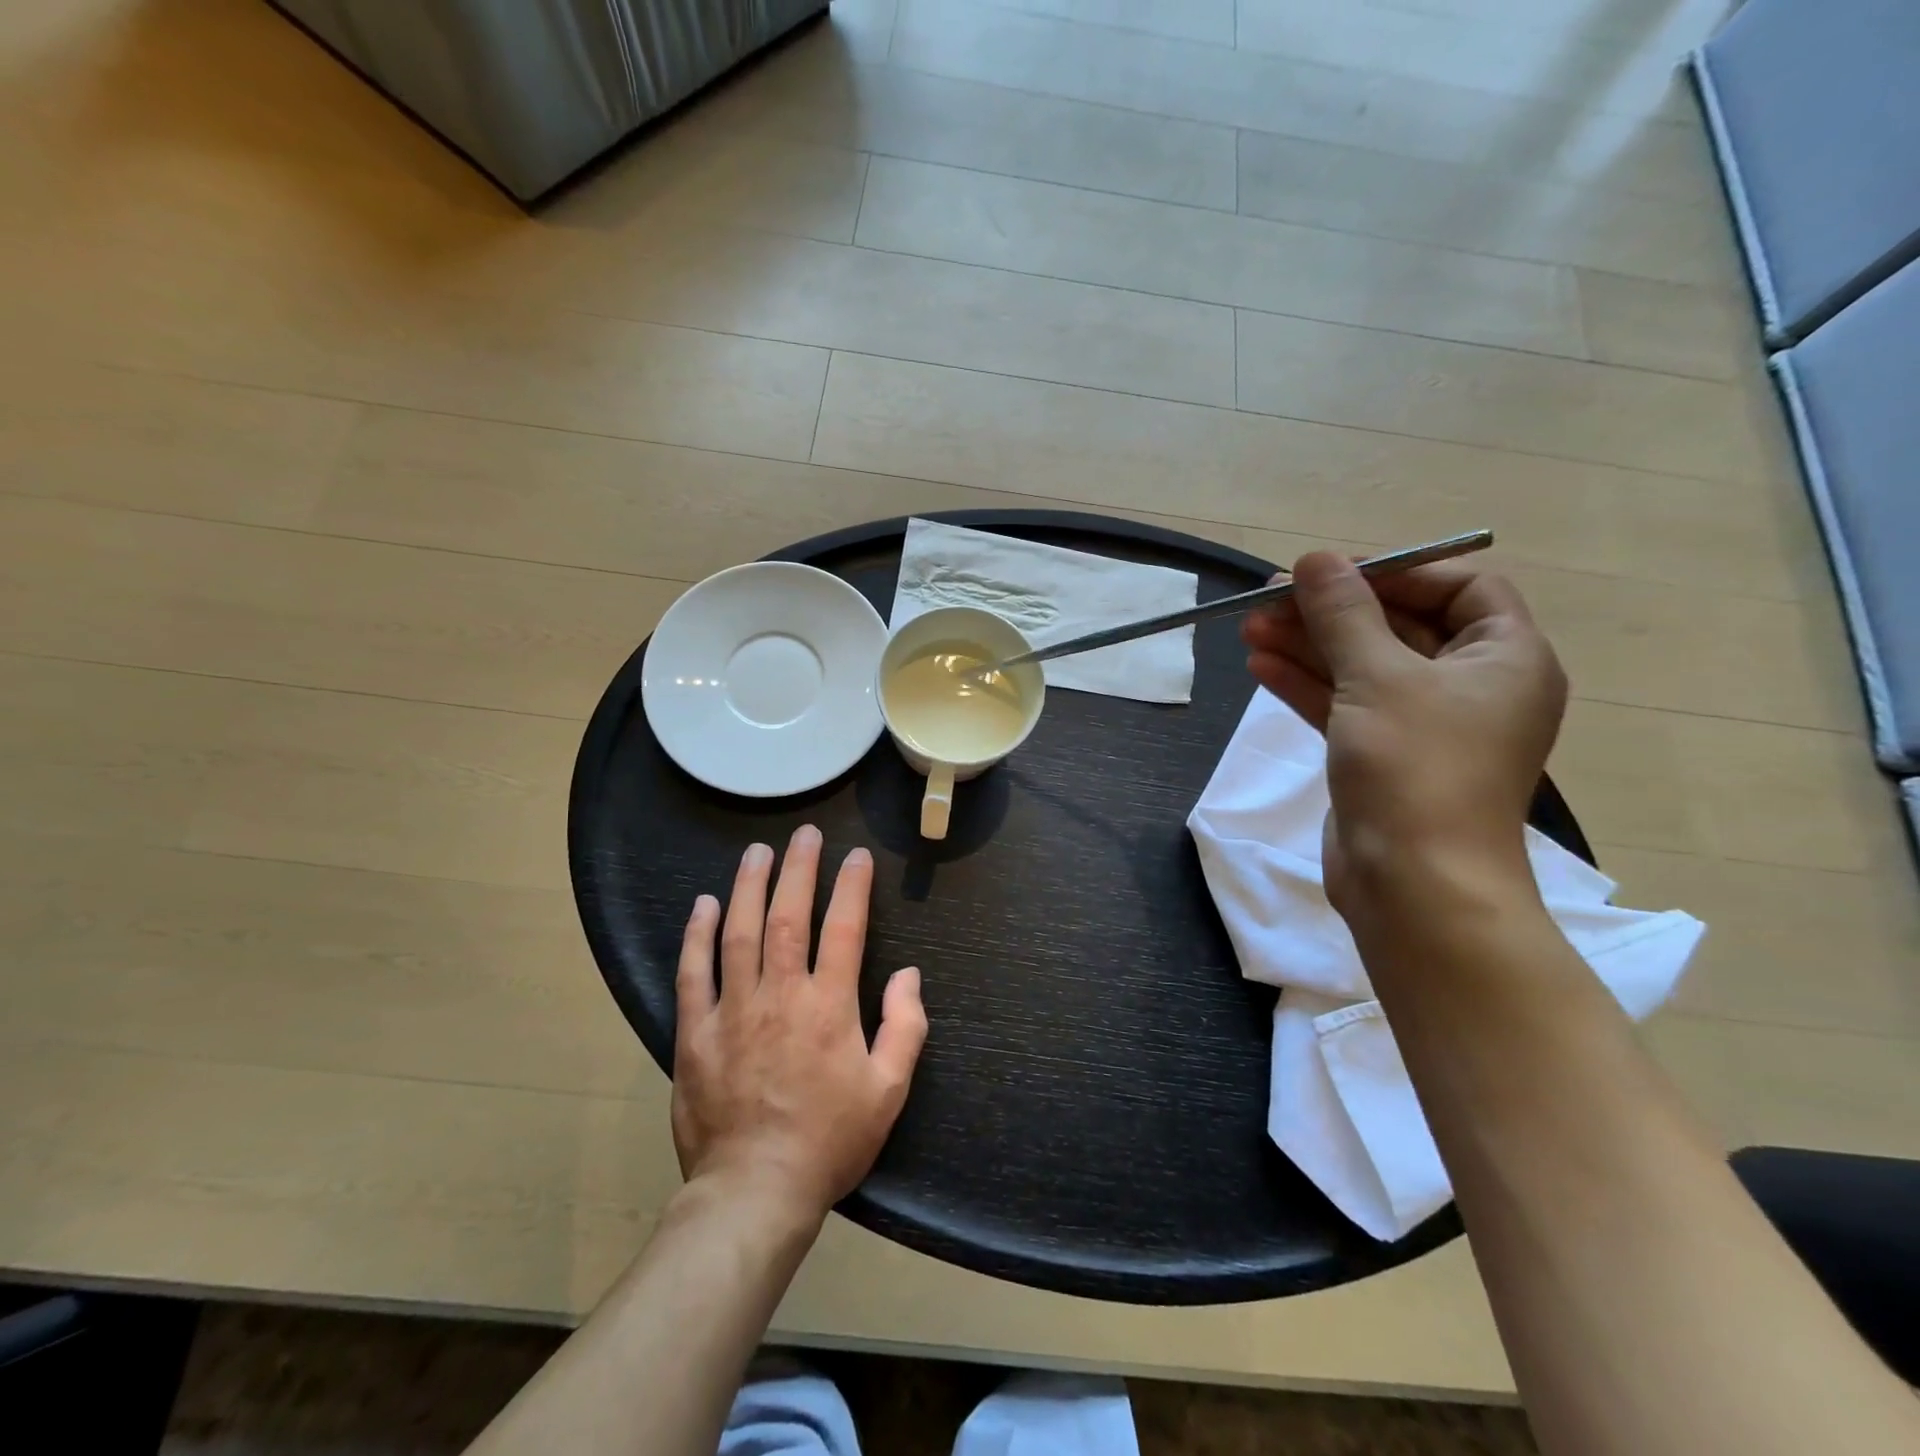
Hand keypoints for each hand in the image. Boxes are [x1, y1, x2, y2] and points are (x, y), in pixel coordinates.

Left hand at [673, 826, 927, 1219]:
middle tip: (804, 834)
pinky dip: (698, 935)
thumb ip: (905, 1027)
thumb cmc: (829, 1141)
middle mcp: (781, 994)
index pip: (845, 928)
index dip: (853, 886)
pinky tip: (704, 905)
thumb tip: (908, 975)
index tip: (857, 857)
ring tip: (757, 852)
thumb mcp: (888, 1091)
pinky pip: (694, 973)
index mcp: (829, 1006)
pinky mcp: (695, 1032)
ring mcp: (733, 1009)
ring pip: (740, 932)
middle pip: (789, 916)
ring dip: (749, 887)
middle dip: (798, 869)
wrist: (755, 1192)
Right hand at [1241, 552, 1566, 914]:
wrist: (1413, 884)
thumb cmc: (1415, 768)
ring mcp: (1425, 725)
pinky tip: (1260, 666)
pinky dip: (1306, 685)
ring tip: (1249, 628)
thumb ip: (1343, 614)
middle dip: (1332, 612)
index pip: (1460, 587)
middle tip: (1268, 599)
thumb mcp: (1377, 677)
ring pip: (1363, 667)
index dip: (1397, 572)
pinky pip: (1345, 705)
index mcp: (1505, 658)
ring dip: (1308, 646)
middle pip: (1398, 626)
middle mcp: (1472, 686)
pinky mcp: (1383, 756)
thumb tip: (1314, 559)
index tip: (1333, 573)